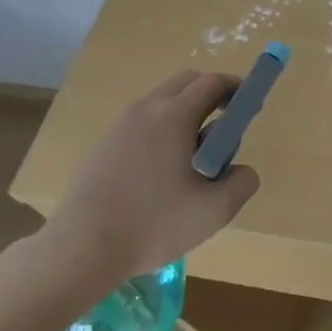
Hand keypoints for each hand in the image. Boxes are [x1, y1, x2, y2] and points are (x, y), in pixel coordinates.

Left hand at [46, 68, 260, 282]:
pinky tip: (163, 173)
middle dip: (212, 96)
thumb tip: (241, 169)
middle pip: (187, 82)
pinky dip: (163, 130)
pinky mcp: (104, 144)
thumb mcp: (215, 210)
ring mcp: (120, 125)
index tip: (250, 107)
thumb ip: (242, 182)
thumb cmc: (154, 224)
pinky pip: (143, 122)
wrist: (81, 248)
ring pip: (162, 101)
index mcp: (174, 114)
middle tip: (225, 130)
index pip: (213, 82)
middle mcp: (146, 109)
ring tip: (194, 158)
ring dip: (186, 114)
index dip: (237, 89)